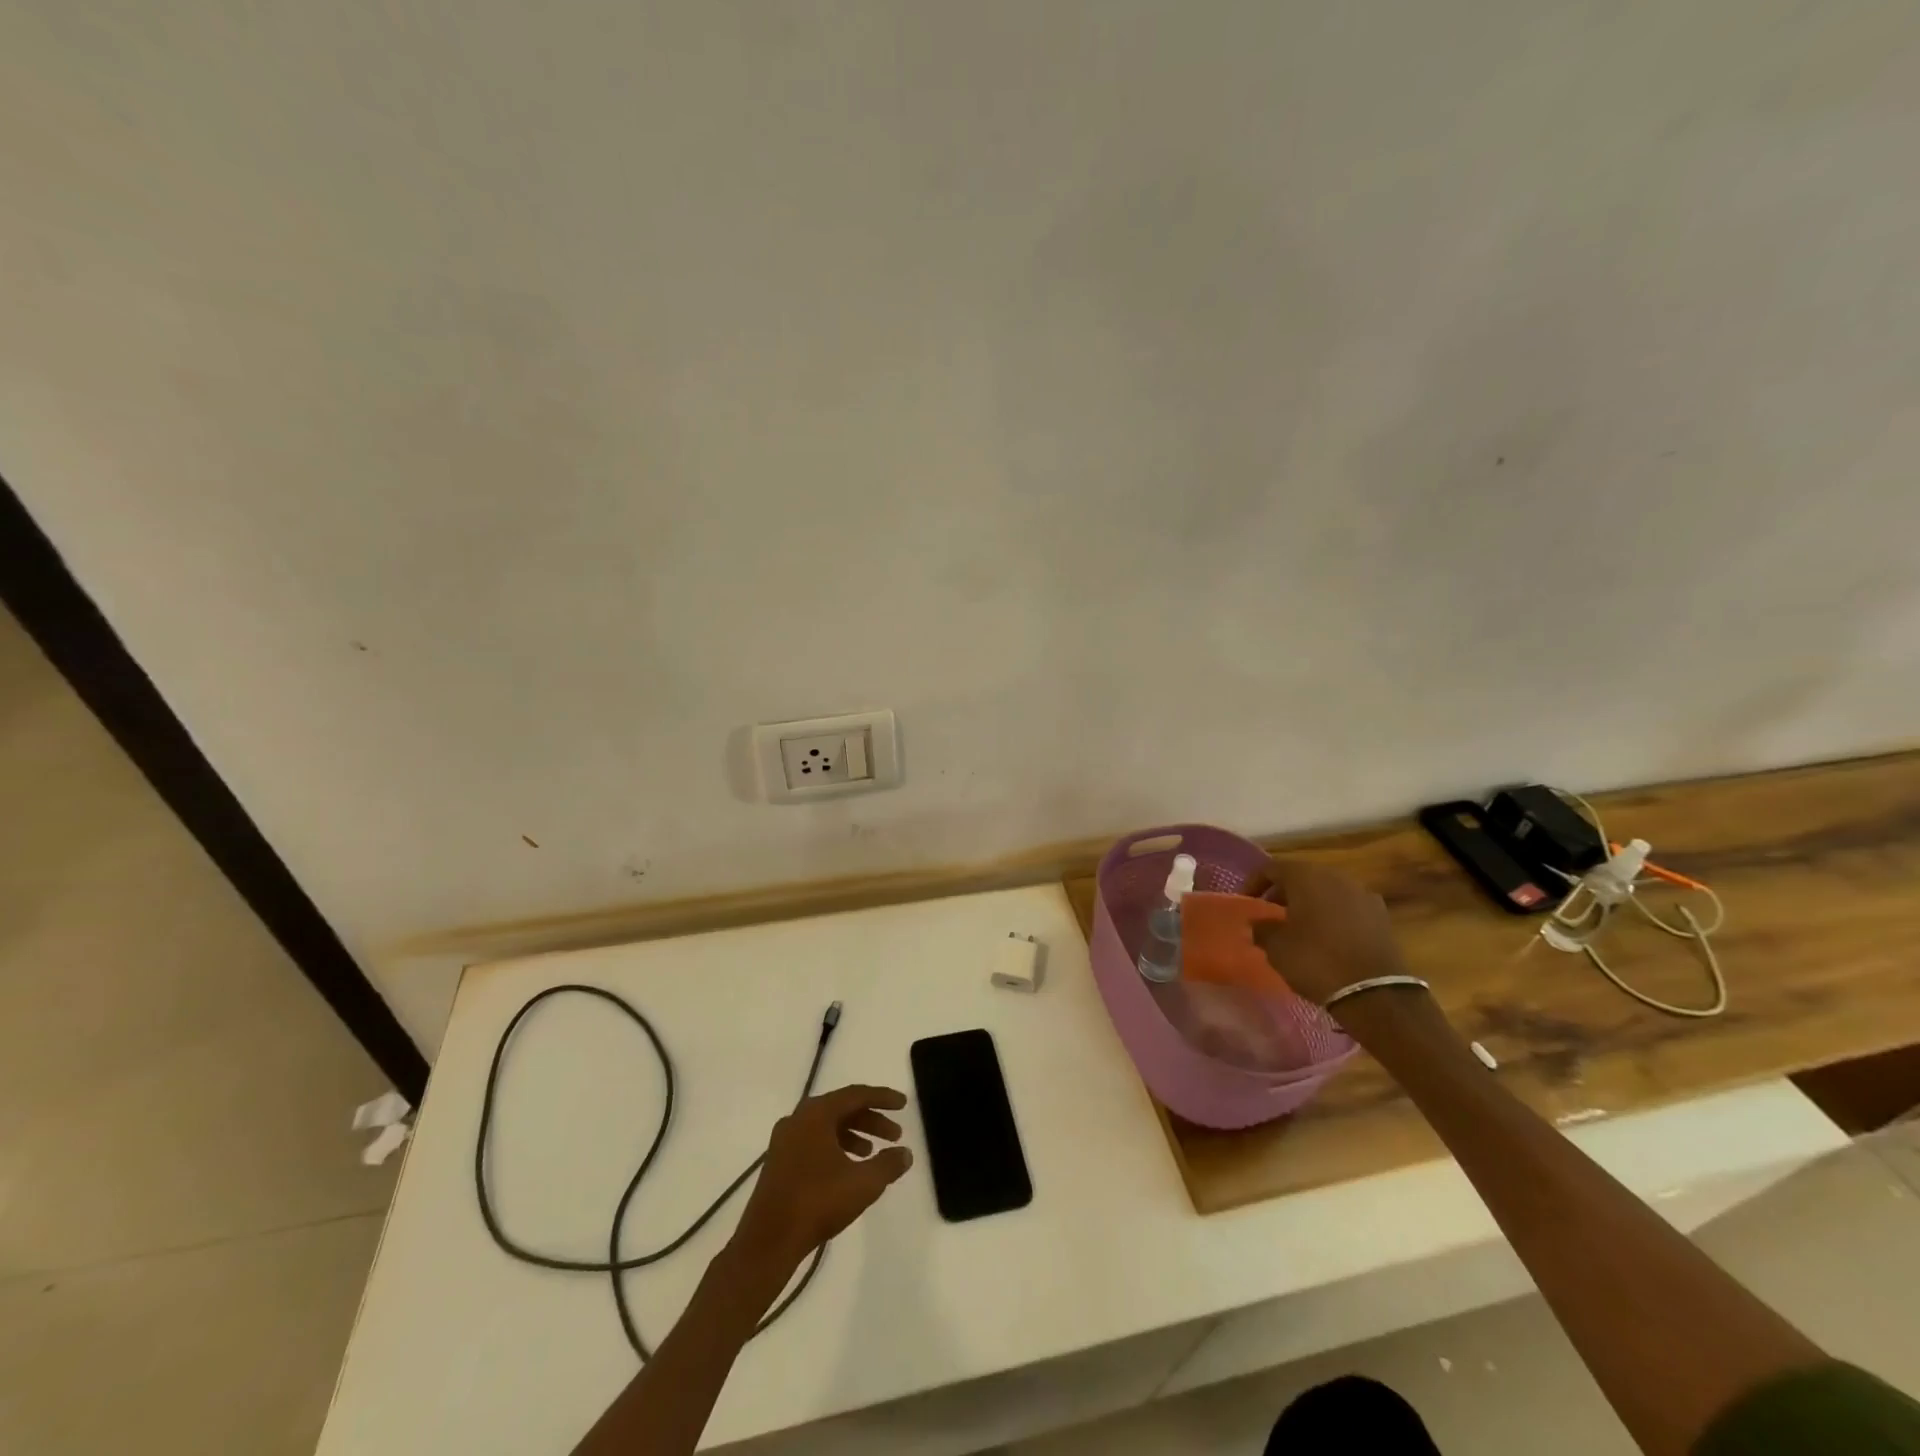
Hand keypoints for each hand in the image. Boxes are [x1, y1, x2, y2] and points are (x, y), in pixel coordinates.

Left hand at [733, 1085, 912, 1274]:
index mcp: (816, 1113)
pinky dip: (836, 1147)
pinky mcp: (779, 1161)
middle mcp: (798, 1118)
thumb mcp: (863, 1183)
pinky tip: (848, 1169)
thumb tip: (906, 1153)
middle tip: (895, 1134)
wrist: (767, 1242)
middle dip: (871, 1119)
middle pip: (841, 1109)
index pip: (856, 1094)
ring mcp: (785, 1140)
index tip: (903, 1104)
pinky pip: (814, 1142)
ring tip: (873, 1152)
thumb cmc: (817, 1203)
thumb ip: (888, 1164)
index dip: (882, 1098)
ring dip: (854, 1134)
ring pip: (827, 1126)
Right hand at [1242, 859, 1405, 1005]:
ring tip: (1298, 927)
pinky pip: (1348, 908)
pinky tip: (1327, 938)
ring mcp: (1363, 894)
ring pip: (1327, 891)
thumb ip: (1262, 928)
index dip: (1254, 882)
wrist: (1375, 992)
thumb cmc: (1316, 961)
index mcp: (1306, 877)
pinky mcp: (1381, 916)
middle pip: (1302, 876)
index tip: (1246, 901)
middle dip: (1283, 892)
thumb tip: (1258, 923)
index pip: (1271, 868)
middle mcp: (1336, 877)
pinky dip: (1333, 916)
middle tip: (1270, 913)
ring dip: (1310, 903)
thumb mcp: (1276, 947)